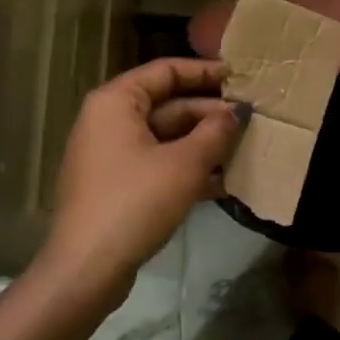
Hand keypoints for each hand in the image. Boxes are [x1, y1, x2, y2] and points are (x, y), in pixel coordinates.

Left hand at [38, 59, 243, 303]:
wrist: (87, 268)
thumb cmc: (135, 202)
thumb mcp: (185, 164)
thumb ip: (215, 132)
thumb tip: (237, 112)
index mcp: (117, 102)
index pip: (166, 71)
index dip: (205, 72)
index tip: (240, 78)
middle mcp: (109, 121)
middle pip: (167, 105)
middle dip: (210, 115)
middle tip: (251, 122)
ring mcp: (111, 156)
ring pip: (166, 139)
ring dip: (204, 144)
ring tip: (245, 150)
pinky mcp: (118, 186)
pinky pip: (158, 165)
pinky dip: (188, 169)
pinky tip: (224, 183)